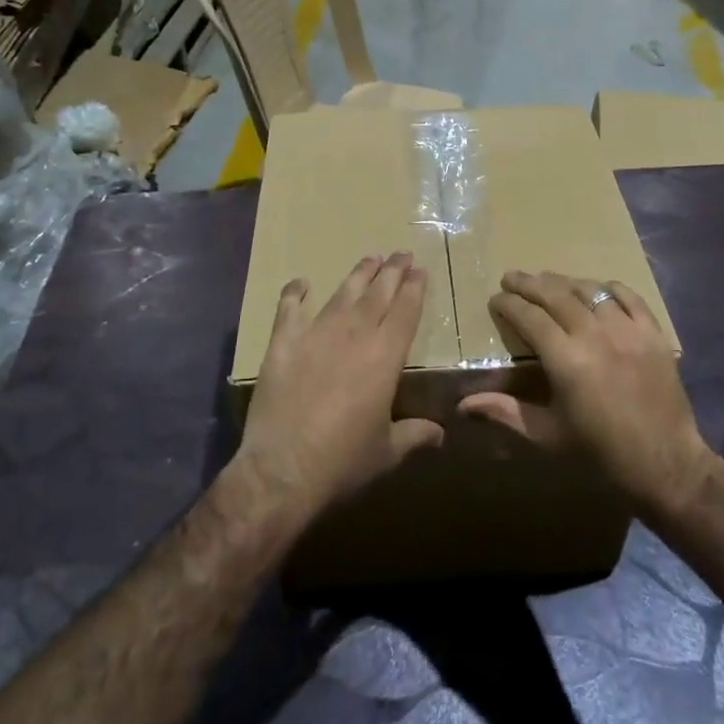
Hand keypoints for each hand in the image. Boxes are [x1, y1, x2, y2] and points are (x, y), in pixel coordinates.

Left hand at [232, 252, 443, 521]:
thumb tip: (440, 434)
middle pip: (378, 294)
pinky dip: (295, 293)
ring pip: (342, 295)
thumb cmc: (343, 461)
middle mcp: (354, 336)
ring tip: (370, 259)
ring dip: (358, 275)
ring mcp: (316, 335)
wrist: (283, 469)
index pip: (406, 311)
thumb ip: (414, 435)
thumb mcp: (388, 452)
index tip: (420, 270)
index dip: (415, 289)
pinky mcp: (283, 344)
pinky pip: (289, 309)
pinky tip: (301, 283)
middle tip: (401, 254)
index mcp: (385, 357)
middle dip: (392, 271)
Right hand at [461, 270, 714, 515]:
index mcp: (566, 360)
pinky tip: (597, 288)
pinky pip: (629, 297)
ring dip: (565, 282)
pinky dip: (609, 288)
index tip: (496, 298)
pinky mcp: (653, 334)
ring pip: (591, 291)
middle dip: (530, 283)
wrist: (665, 464)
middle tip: (512, 277)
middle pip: (557, 295)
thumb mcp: (547, 435)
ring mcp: (628, 331)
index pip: (530, 317)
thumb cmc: (600, 452)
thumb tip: (462, 405)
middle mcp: (595, 335)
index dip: (510, 304)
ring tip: (548, 280)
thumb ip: (505, 412)